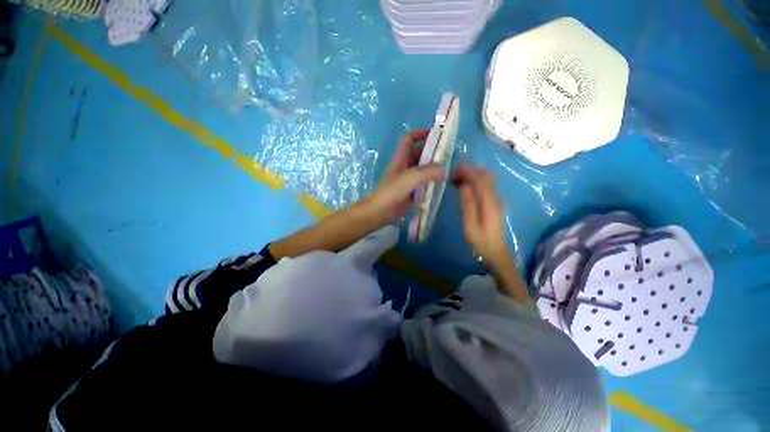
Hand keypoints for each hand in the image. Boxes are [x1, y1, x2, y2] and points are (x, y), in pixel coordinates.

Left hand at [365, 129, 443, 222]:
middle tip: (449, 154)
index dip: (420, 133)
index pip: (408, 139)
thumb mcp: (410, 177)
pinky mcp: (411, 192)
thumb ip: (428, 171)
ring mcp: (408, 180)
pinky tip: (442, 184)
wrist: (381, 211)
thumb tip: (445, 170)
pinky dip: (432, 182)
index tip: (436, 135)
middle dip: (432, 152)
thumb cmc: (392, 191)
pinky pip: (423, 183)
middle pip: (419, 154)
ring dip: (433, 168)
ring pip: (422, 170)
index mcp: (400, 159)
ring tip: (449, 168)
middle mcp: (404, 167)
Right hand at [453, 165, 510, 268]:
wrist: (496, 253)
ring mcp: (497, 200)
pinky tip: (464, 186)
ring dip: (473, 176)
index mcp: (490, 203)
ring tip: (456, 178)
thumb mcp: (470, 226)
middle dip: (471, 170)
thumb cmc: (481, 242)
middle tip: (454, 172)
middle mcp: (496, 198)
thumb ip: (468, 205)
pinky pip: (485, 187)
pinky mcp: (494, 204)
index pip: (481, 180)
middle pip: (487, 177)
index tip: (455, 167)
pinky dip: (475, 182)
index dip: (469, 171)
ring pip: (486, 181)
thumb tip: (465, 185)